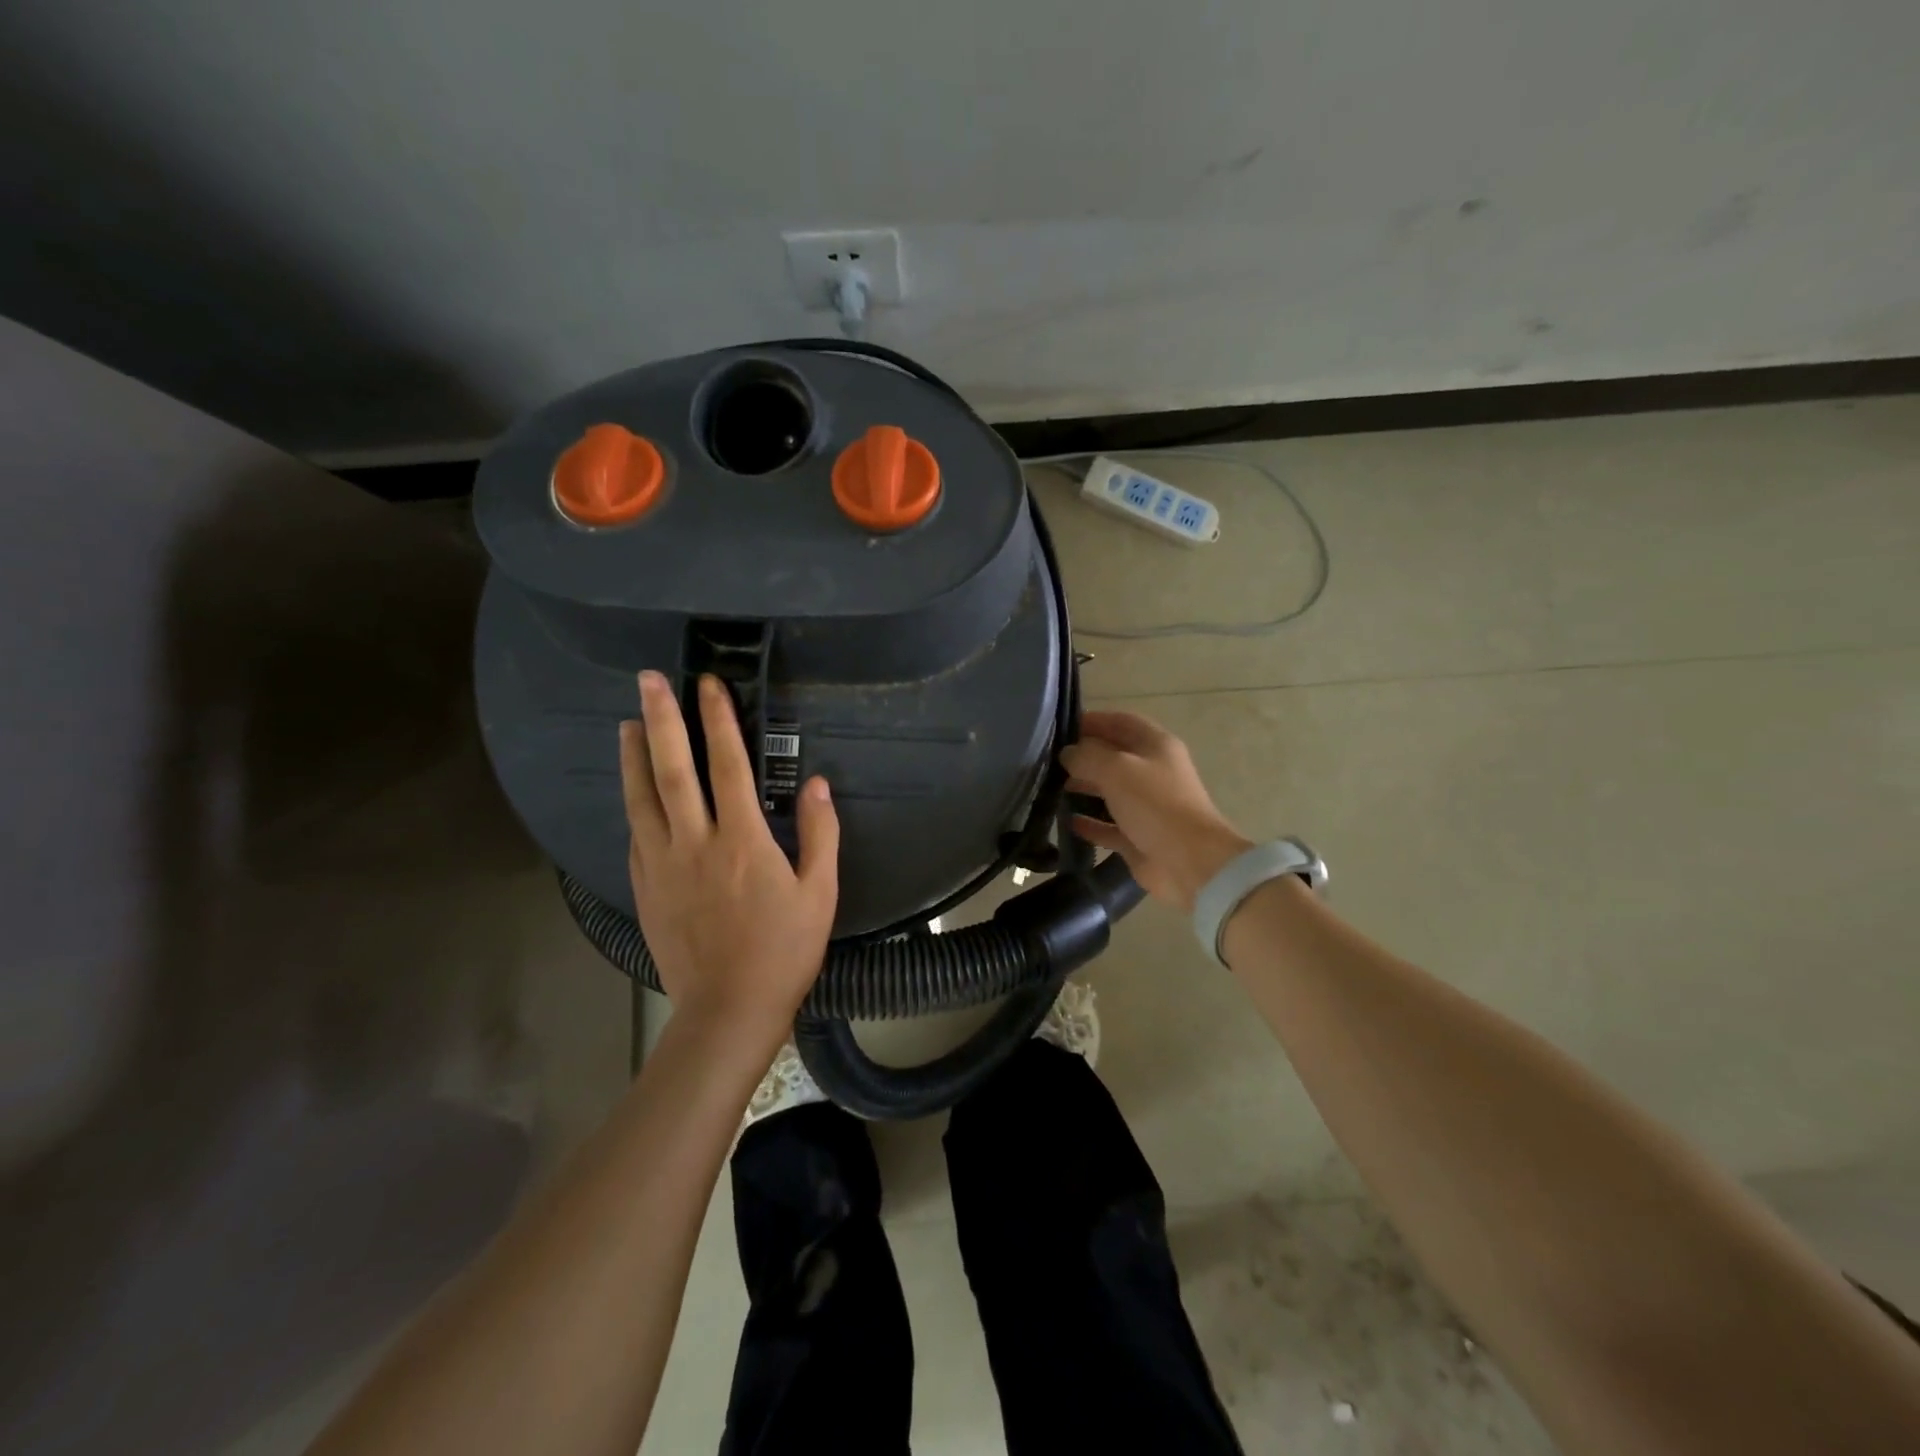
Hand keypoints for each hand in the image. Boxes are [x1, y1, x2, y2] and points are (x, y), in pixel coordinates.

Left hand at [619, 671, 838, 1048]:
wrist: (728, 1009)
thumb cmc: (783, 950)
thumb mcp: (820, 891)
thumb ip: (819, 833)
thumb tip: (817, 784)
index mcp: (741, 839)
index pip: (729, 764)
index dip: (720, 720)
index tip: (710, 685)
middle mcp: (695, 842)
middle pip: (673, 769)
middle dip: (662, 719)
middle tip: (648, 680)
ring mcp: (662, 864)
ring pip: (642, 797)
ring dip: (635, 755)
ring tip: (628, 722)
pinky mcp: (644, 887)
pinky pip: (636, 832)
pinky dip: (633, 801)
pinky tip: (633, 789)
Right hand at [1060, 710, 1251, 911]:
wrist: (1189, 862)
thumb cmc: (1155, 804)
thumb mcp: (1117, 769)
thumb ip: (1087, 756)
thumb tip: (1067, 754)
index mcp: (1156, 746)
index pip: (1121, 722)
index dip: (1093, 720)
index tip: (1060, 727)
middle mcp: (1152, 772)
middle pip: (1113, 756)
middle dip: (1083, 756)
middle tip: (1048, 761)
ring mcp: (1146, 806)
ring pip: (1109, 791)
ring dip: (1083, 788)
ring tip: (1050, 788)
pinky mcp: (1137, 837)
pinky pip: (1108, 825)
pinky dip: (1089, 823)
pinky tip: (1066, 822)